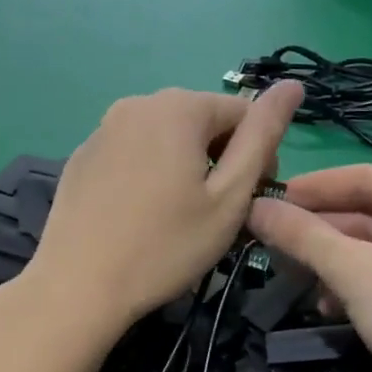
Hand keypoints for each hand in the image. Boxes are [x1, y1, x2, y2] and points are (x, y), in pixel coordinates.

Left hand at [21, 83, 303, 337]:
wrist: (78, 286)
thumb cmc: (165, 246)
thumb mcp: (229, 196)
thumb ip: (263, 136)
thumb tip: (293, 85)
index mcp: (179, 107)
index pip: (243, 112)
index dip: (259, 155)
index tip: (251, 202)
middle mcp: (137, 103)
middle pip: (202, 121)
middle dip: (220, 159)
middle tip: (216, 215)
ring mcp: (102, 129)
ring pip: (165, 138)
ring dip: (185, 167)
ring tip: (178, 218)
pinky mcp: (81, 157)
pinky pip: (131, 154)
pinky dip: (148, 175)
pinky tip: (139, 216)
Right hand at [248, 164, 371, 371]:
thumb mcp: (359, 275)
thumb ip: (305, 237)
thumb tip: (256, 207)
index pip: (370, 178)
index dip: (315, 187)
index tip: (268, 196)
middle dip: (321, 232)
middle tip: (270, 241)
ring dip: (334, 264)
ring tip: (293, 279)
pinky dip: (357, 289)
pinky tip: (327, 308)